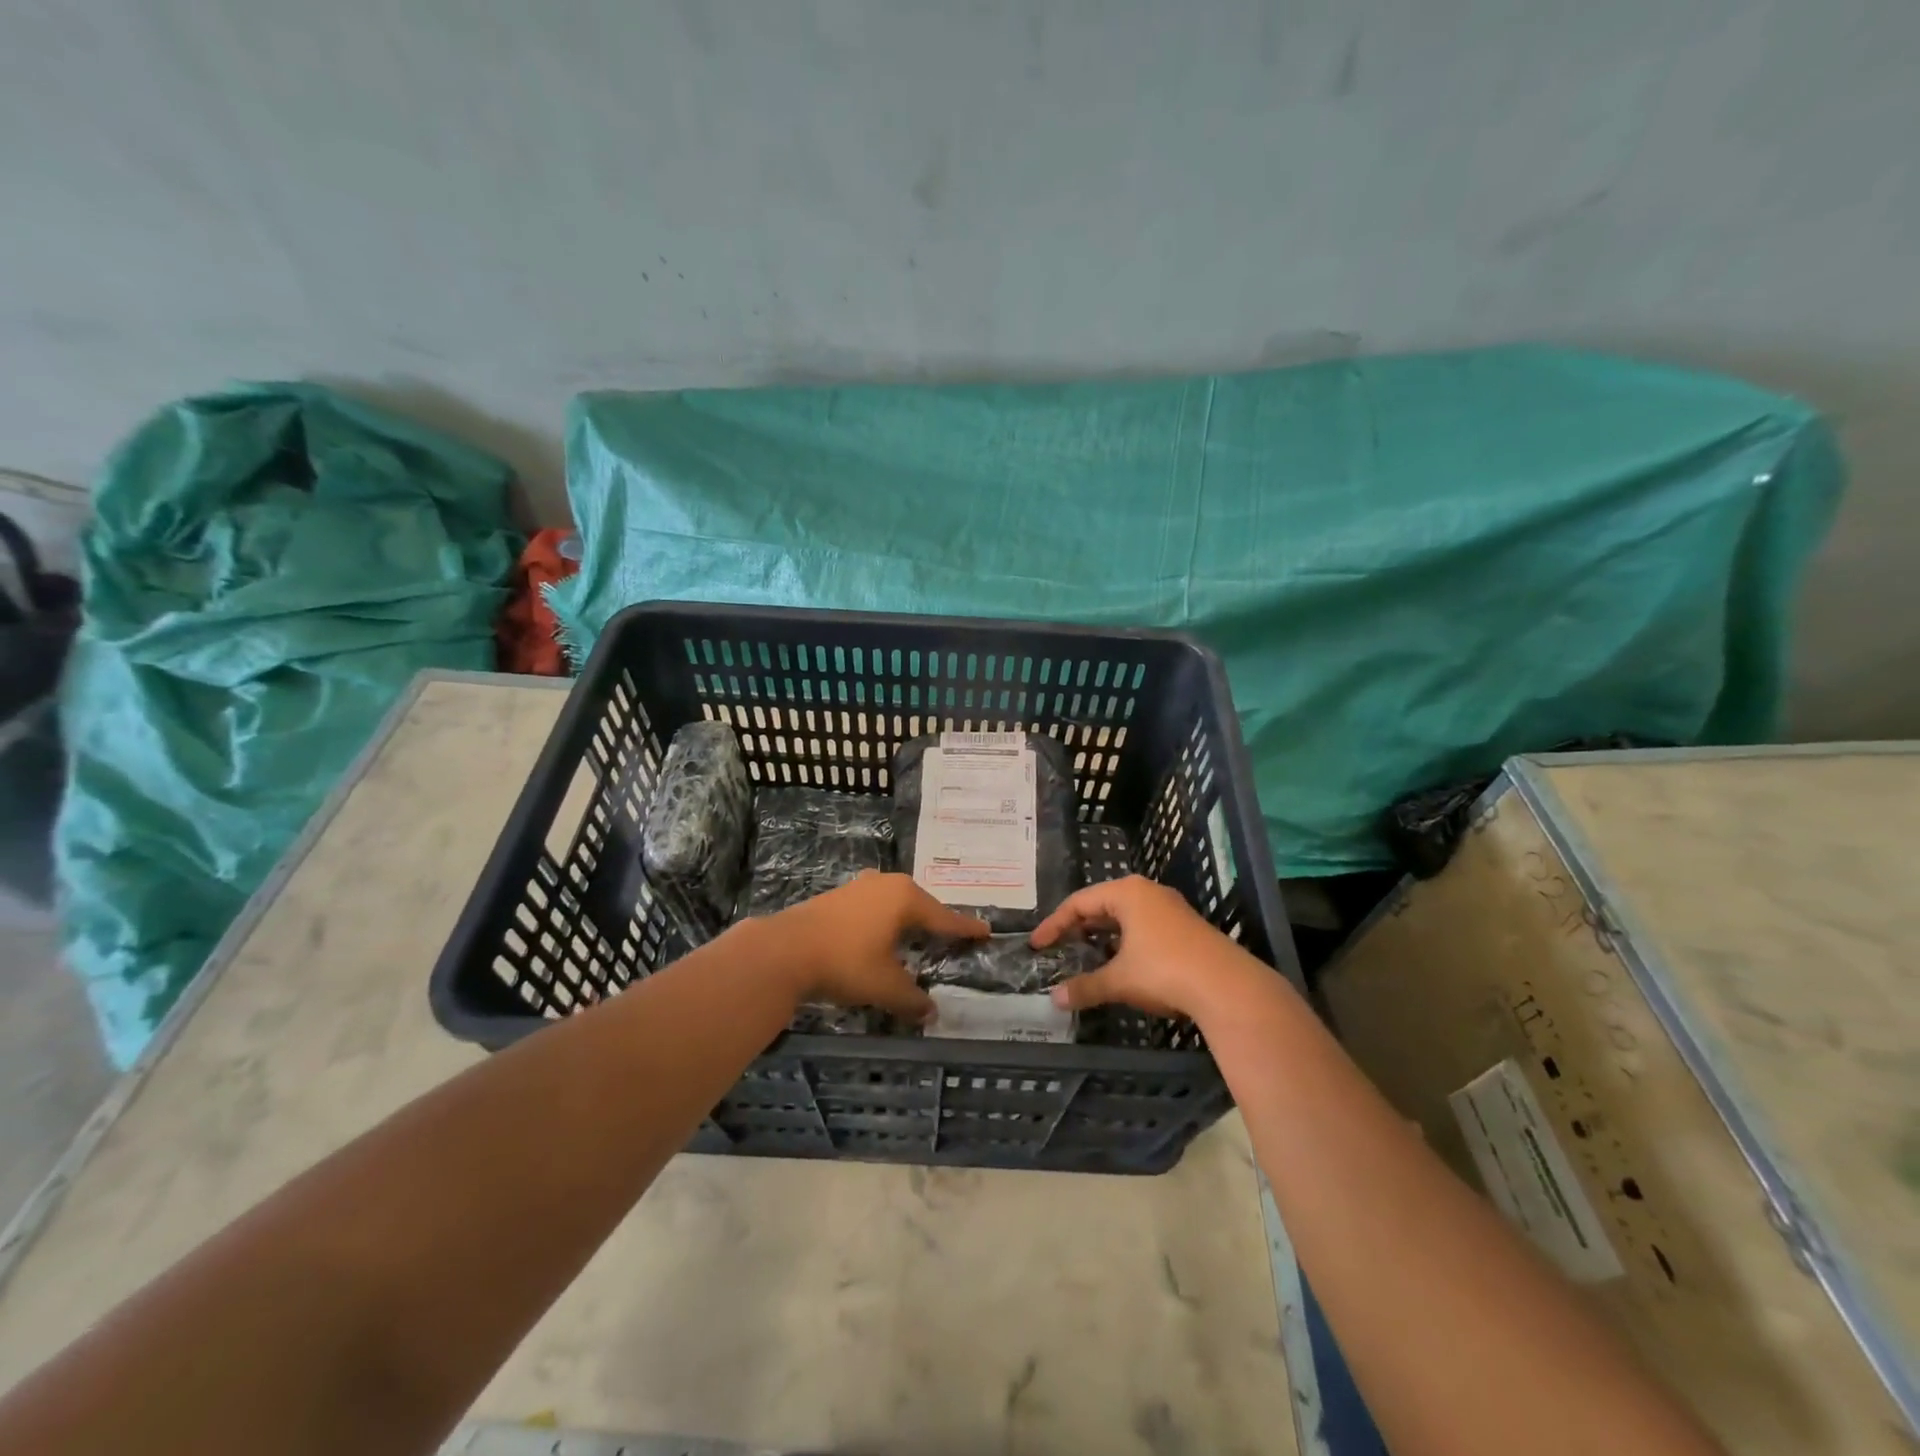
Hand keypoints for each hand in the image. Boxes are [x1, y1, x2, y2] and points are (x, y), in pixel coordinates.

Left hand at [765, 872, 988, 1022]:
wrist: (785, 949)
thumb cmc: (846, 962)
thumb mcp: (885, 985)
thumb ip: (912, 999)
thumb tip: (931, 1012)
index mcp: (906, 898)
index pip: (944, 917)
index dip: (965, 928)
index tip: (985, 931)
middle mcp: (886, 884)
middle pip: (921, 904)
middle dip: (936, 920)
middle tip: (952, 935)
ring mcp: (860, 887)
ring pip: (895, 902)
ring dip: (908, 919)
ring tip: (918, 934)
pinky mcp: (838, 896)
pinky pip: (875, 906)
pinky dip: (885, 919)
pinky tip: (881, 933)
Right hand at [1030, 875, 1269, 1020]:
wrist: (1228, 987)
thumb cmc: (1165, 971)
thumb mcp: (1119, 980)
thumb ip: (1085, 987)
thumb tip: (1055, 1000)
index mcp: (1127, 893)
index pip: (1079, 902)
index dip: (1054, 924)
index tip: (1037, 945)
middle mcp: (1148, 892)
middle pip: (1102, 905)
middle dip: (1079, 928)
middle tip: (1059, 948)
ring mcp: (1170, 908)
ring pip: (1125, 917)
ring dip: (1103, 936)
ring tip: (1085, 956)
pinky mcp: (1186, 928)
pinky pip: (1144, 927)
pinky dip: (1125, 942)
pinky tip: (1121, 964)